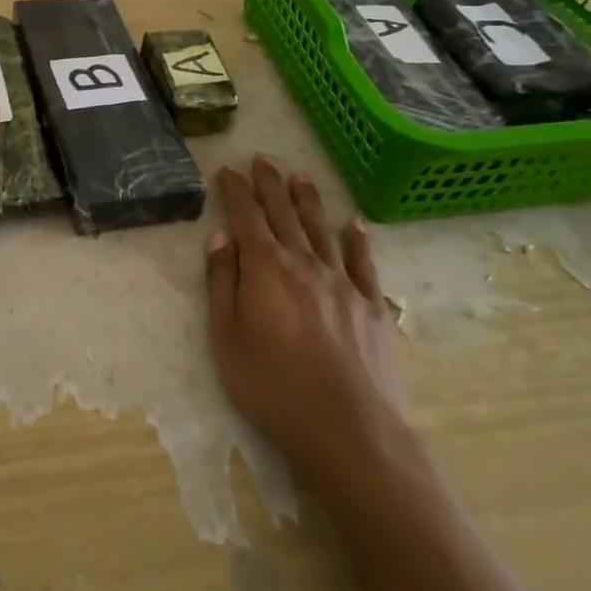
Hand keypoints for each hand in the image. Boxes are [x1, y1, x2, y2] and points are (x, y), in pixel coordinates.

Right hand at [205, 157, 404, 476]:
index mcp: (266, 268)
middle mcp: (304, 263)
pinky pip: (362, 263)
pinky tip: (355, 224)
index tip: (228, 171)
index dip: (236, 191)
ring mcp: (342, 282)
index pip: (246, 216)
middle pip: (284, 214)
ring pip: (321, 229)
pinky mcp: (371, 306)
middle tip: (262, 160)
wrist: (349, 430)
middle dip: (269, 185)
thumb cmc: (274, 387)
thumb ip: (222, 283)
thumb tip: (219, 237)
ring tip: (300, 176)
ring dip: (308, 200)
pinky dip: (357, 240)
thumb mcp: (227, 339)